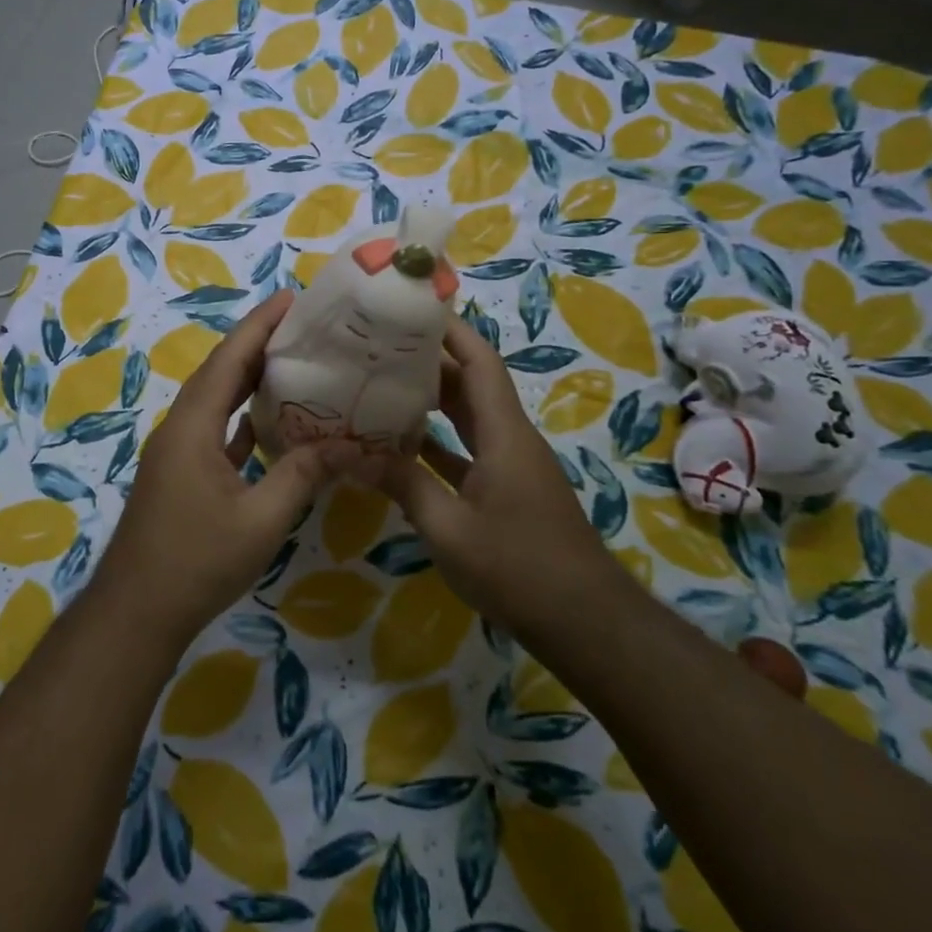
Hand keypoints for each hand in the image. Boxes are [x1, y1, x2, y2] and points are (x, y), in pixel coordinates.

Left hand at [92, 290, 360, 648]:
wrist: (137, 612)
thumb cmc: (197, 561)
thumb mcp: (261, 519)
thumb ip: (303, 475)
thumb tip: (349, 445)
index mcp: (193, 426)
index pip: (229, 360)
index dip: (259, 325)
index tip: (290, 297)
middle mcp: (180, 429)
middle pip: (221, 373)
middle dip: (258, 345)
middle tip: (303, 327)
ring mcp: (177, 453)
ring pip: (217, 402)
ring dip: (249, 381)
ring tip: (293, 363)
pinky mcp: (181, 475)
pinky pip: (215, 431)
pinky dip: (242, 419)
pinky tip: (270, 422)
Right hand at [364, 314, 616, 631]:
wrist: (583, 621)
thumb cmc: (518, 567)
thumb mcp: (449, 528)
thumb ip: (402, 483)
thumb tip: (348, 452)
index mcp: (504, 434)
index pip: (480, 363)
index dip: (450, 331)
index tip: (413, 310)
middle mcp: (510, 439)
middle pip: (471, 384)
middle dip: (430, 361)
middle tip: (379, 347)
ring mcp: (510, 466)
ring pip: (468, 418)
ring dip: (432, 401)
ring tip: (381, 385)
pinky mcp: (506, 491)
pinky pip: (467, 452)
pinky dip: (437, 443)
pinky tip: (401, 446)